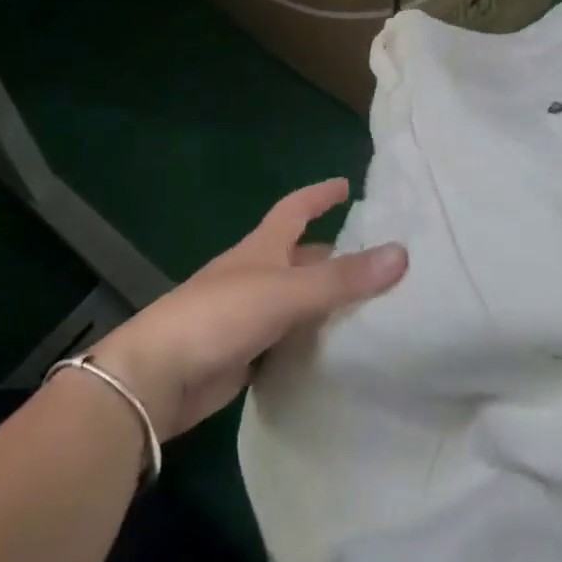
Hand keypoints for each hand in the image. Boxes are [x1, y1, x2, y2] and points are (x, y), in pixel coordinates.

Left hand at [89, 179, 406, 440]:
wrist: (160, 375)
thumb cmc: (221, 314)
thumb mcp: (286, 291)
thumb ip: (342, 278)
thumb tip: (401, 253)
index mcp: (263, 247)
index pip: (296, 208)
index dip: (320, 195)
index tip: (348, 186)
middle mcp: (256, 273)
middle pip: (300, 255)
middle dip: (334, 253)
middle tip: (379, 260)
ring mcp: (248, 314)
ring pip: (297, 299)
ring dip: (326, 299)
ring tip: (372, 307)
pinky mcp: (245, 353)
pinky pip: (289, 338)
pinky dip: (312, 338)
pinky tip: (337, 351)